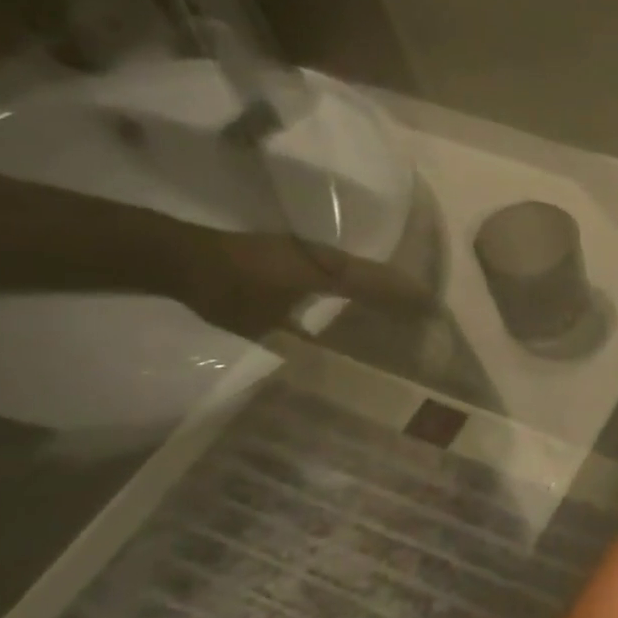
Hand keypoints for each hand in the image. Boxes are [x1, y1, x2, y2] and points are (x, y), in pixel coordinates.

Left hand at [168, 230, 436, 339]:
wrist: (182, 258)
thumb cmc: (230, 290)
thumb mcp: (269, 324)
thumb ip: (306, 341)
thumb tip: (336, 364)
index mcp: (330, 271)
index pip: (383, 284)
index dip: (410, 298)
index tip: (435, 312)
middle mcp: (329, 257)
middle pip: (377, 274)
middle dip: (402, 293)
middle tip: (424, 314)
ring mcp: (311, 253)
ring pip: (359, 271)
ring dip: (380, 288)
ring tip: (398, 310)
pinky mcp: (295, 254)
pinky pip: (339, 272)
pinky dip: (357, 286)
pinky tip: (355, 302)